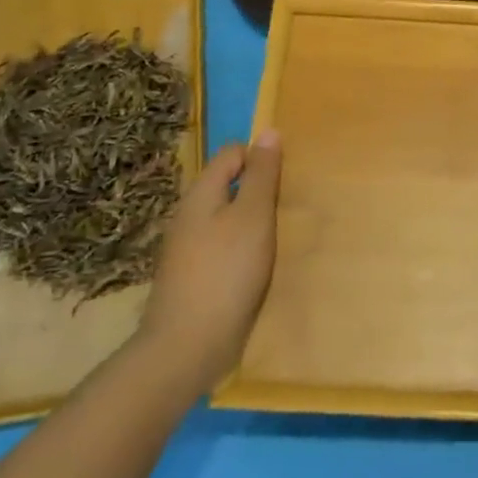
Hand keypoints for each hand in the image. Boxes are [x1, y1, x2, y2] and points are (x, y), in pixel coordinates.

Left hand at [137, 131, 281, 390]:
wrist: (187, 347)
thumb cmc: (226, 273)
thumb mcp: (254, 217)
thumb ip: (263, 175)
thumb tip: (269, 130)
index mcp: (200, 194)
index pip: (232, 154)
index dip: (260, 157)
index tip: (288, 178)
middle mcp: (189, 216)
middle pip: (229, 186)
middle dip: (259, 191)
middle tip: (291, 207)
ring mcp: (187, 249)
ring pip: (226, 219)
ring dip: (253, 222)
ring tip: (282, 236)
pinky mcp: (193, 278)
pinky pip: (223, 248)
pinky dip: (243, 249)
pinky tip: (259, 266)